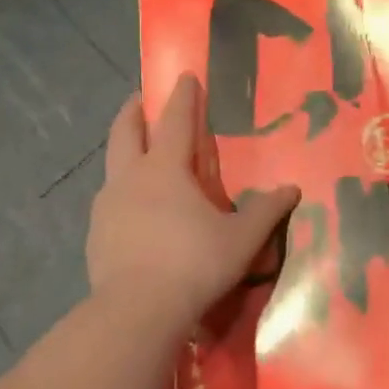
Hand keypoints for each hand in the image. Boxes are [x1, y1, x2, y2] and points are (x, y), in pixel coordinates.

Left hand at [88, 74, 299, 331]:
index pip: (175, 121)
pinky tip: (132, 209)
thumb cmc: (194, 264)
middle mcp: (131, 178)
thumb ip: (267, 211)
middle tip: (140, 99)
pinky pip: (108, 200)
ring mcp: (107, 206)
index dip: (183, 97)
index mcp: (166, 169)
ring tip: (137, 155)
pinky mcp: (96, 234)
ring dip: (124, 150)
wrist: (136, 312)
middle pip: (125, 131)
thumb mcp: (242, 238)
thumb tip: (292, 189)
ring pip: (112, 164)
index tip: (185, 76)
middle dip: (133, 111)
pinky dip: (120, 190)